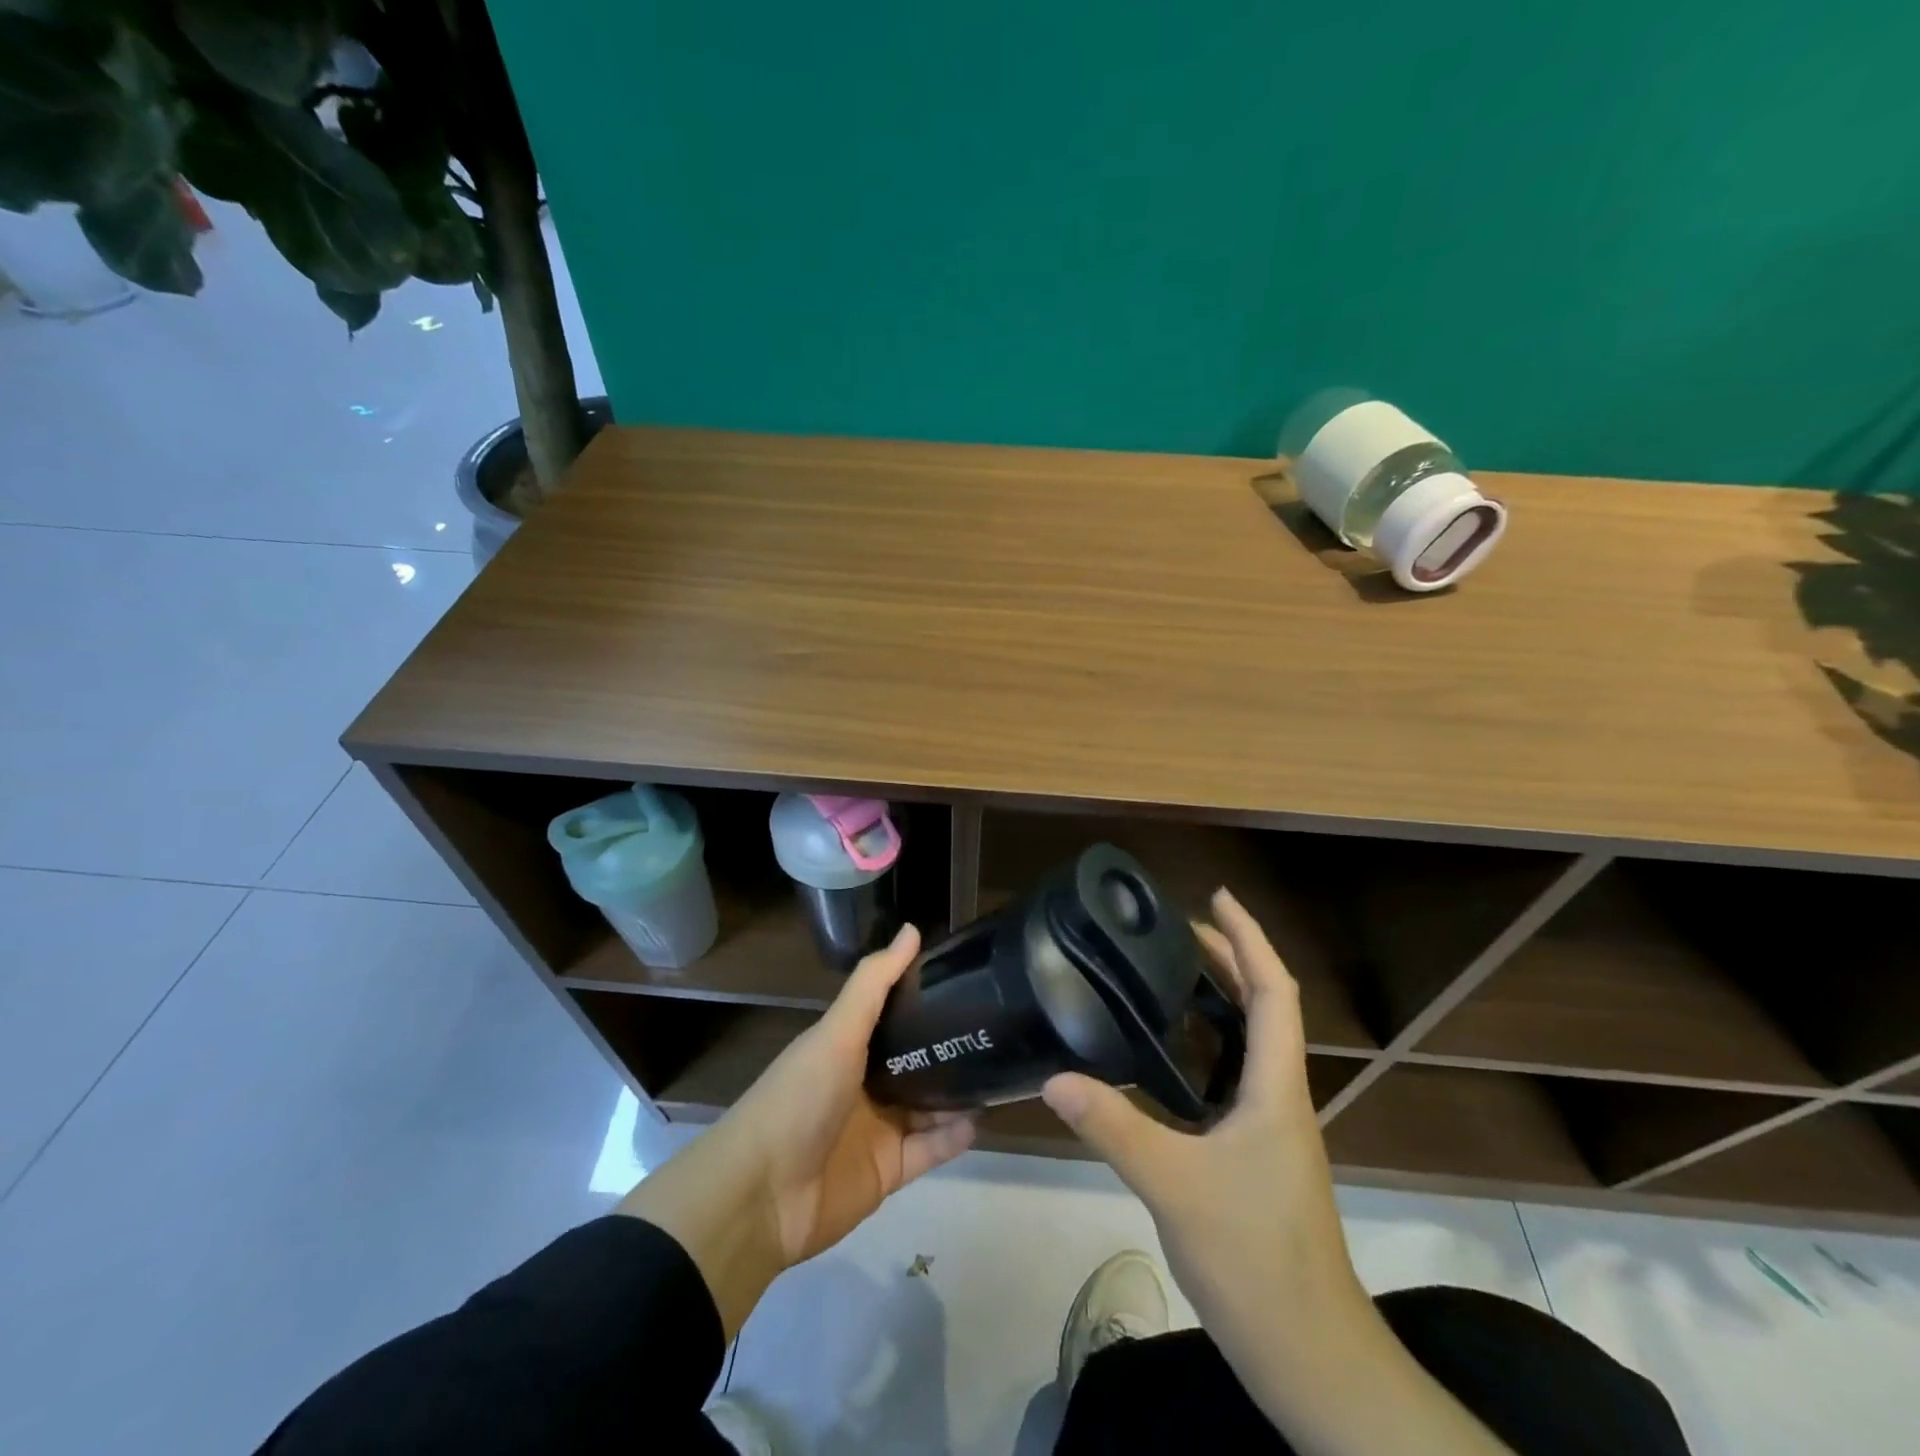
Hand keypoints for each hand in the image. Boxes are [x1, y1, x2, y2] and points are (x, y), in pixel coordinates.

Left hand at [726, 922, 977, 1262]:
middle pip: (914, 1062)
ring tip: (998, 1072)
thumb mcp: (837, 1032)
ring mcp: (876, 1129)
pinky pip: (929, 1150)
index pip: (893, 1015)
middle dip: (949, 1048)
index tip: (968, 981)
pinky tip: (978, 1119)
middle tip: (995, 1029)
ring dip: (957, 1092)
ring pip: (927, 1105)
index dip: (925, 999)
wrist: (762, 1195)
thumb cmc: (799, 1098)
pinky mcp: (888, 1171)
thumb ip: (874, 983)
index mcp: (847, 1046)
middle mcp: (863, 1083)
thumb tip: (913, 930)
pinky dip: (952, 1137)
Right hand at [1042, 889, 1361, 1348]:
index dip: (1248, 937)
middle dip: (1229, 958)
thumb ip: (1114, 1126)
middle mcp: (1282, 1095)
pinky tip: (1167, 1057)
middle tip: (1175, 928)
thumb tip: (1055, 1077)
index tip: (1215, 897)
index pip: (1274, 990)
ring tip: (1168, 975)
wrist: (1309, 1355)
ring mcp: (1274, 1127)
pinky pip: (1234, 1075)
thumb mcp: (1175, 1185)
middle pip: (1265, 1006)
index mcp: (1277, 1087)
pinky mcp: (1258, 1153)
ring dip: (1220, 998)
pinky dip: (1207, 1045)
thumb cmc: (1255, 1259)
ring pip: (1250, 1042)